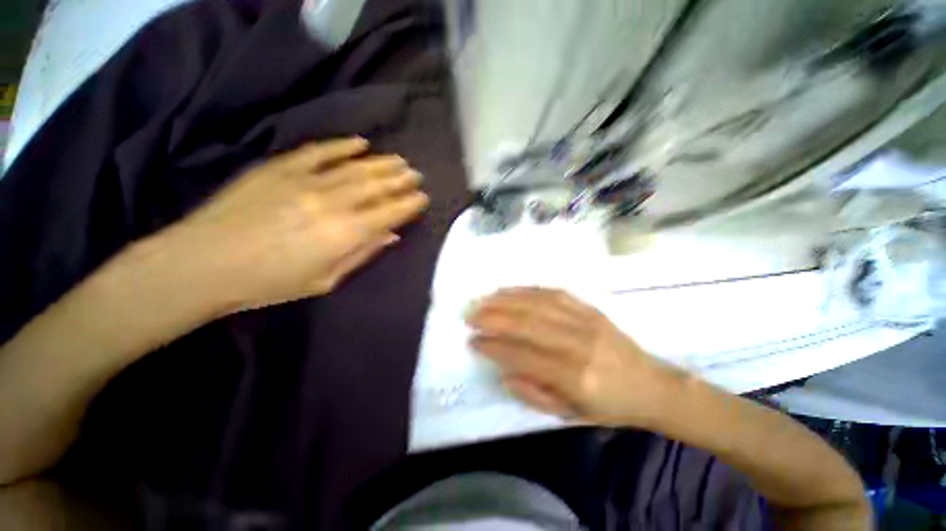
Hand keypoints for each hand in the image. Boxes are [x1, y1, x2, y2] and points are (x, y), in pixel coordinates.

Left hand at [158, 137, 427, 312]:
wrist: (204, 263)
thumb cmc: (270, 283)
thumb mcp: (325, 280)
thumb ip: (362, 253)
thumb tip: (391, 235)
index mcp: (346, 233)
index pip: (390, 213)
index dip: (410, 204)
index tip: (423, 197)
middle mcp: (333, 202)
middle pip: (377, 186)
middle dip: (401, 180)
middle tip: (416, 174)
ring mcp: (305, 180)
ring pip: (355, 167)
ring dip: (382, 163)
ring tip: (400, 160)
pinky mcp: (280, 167)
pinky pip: (320, 151)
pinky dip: (342, 145)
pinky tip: (360, 142)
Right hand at [466, 288, 685, 427]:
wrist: (651, 385)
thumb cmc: (609, 407)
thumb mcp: (570, 414)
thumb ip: (532, 393)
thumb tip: (502, 369)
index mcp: (576, 376)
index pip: (523, 355)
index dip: (494, 346)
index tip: (472, 341)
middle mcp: (579, 343)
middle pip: (527, 323)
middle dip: (493, 317)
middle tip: (470, 315)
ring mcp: (586, 320)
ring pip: (537, 304)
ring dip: (505, 300)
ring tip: (483, 300)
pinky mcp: (590, 308)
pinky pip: (553, 293)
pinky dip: (527, 290)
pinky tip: (509, 290)